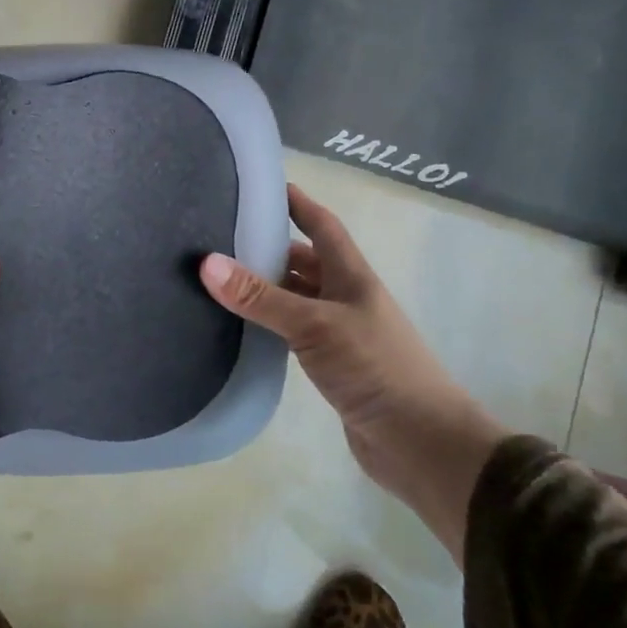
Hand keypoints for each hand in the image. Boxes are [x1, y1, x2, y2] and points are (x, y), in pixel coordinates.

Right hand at [200, 183, 507, 563]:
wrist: (420, 442)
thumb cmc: (375, 368)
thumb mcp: (313, 325)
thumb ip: (261, 297)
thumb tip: (206, 263)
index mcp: (351, 276)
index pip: (322, 226)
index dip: (297, 203)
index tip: (264, 185)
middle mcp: (346, 297)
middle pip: (305, 261)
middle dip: (270, 247)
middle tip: (221, 238)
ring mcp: (340, 332)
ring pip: (297, 298)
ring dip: (267, 288)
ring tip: (221, 279)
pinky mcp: (332, 365)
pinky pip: (293, 332)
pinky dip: (270, 324)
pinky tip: (242, 327)